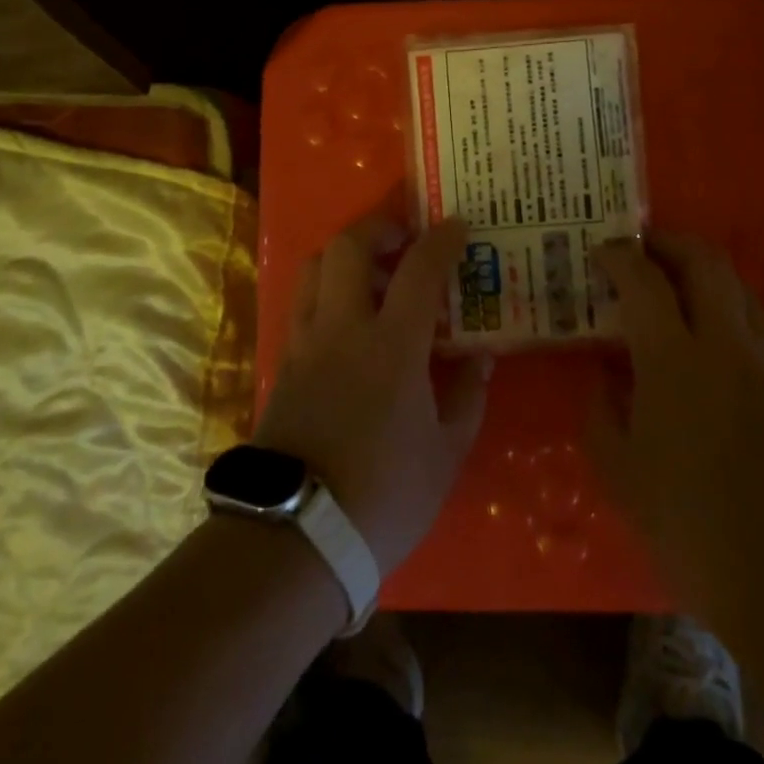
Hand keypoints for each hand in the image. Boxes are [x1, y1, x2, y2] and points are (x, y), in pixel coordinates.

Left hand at [254, 216, 491, 575]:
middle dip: (379, 227)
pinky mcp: (283, 362)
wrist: (298, 537)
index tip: (457, 226)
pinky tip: (347, 315)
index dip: (441, 240)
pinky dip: (326, 288)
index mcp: (392, 346)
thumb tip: (480, 356)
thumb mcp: (445, 452)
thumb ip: (467, 396)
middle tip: (404, 237)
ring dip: (346, 253)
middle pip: (349, 246)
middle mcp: (343, 328)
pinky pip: (303, 301)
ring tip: (373, 270)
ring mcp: (305, 342)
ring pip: (315, 266)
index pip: (418, 270)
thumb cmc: (385, 496)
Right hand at [586, 233, 763, 609]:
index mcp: (674, 359)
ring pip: (738, 287)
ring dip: (704, 269)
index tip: (600, 252)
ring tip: (673, 279)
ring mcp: (763, 364)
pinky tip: (704, 333)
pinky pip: (753, 322)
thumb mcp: (620, 473)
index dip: (619, 256)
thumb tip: (603, 377)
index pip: (644, 281)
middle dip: (671, 241)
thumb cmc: (690, 524)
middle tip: (642, 245)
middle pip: (706, 262)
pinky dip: (725, 305)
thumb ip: (602, 412)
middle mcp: (723, 345)